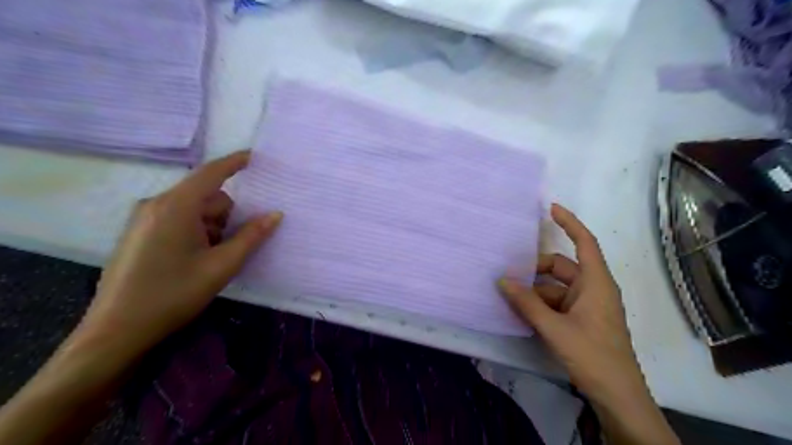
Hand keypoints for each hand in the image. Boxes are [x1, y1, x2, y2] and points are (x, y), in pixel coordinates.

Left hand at [79, 151, 282, 358]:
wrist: (117, 330)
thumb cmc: (174, 294)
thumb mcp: (221, 265)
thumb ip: (251, 237)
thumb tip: (276, 214)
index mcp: (176, 207)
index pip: (211, 173)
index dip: (235, 162)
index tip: (256, 156)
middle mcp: (157, 204)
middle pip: (206, 196)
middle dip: (227, 215)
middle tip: (235, 244)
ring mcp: (144, 218)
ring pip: (194, 209)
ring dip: (213, 227)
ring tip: (214, 259)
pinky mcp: (139, 232)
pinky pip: (178, 219)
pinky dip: (197, 231)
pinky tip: (197, 260)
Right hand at [501, 203, 648, 399]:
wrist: (617, 395)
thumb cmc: (592, 355)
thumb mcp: (554, 328)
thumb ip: (527, 303)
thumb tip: (502, 280)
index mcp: (596, 282)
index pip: (585, 242)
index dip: (570, 223)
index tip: (551, 208)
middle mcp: (593, 288)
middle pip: (562, 266)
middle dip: (536, 268)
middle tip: (510, 274)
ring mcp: (588, 305)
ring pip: (556, 286)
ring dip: (535, 289)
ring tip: (511, 296)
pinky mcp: (583, 319)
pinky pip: (558, 302)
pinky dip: (541, 303)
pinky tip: (523, 312)